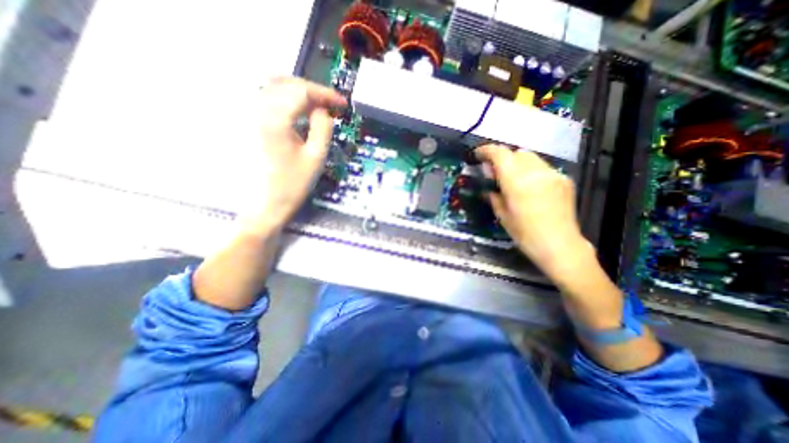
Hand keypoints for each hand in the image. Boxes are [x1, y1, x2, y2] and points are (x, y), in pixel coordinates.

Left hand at [242, 76, 345, 235]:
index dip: (325, 94)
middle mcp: (256, 111)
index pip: (302, 92)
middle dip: (311, 91)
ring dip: (298, 93)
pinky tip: (298, 112)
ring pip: (273, 88)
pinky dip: (286, 100)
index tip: (342, 103)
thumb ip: (323, 129)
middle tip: (329, 104)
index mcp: (275, 120)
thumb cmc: (292, 185)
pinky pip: (267, 100)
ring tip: (316, 106)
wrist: (265, 204)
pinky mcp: (247, 124)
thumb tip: (323, 110)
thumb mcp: (316, 158)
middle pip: (285, 83)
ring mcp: (248, 116)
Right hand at [474, 146, 590, 279]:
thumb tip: (488, 187)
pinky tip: (530, 187)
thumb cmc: (525, 234)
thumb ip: (494, 196)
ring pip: (531, 158)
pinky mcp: (564, 180)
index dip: (487, 151)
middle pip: (516, 152)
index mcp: (516, 182)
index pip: (500, 154)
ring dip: (517, 164)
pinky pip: (543, 168)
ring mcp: (552, 174)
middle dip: (503, 159)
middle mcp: (535, 172)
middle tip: (495, 173)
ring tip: (513, 180)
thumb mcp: (502, 216)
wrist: (560, 245)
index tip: (478, 155)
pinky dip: (531, 171)